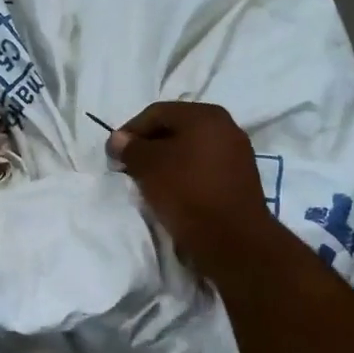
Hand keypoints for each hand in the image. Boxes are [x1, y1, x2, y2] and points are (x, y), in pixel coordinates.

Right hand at [108, 102, 273, 272]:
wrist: (232, 240)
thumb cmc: (186, 192)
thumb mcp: (148, 167)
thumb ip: (130, 148)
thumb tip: (118, 139)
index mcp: (205, 115)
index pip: (157, 113)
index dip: (130, 131)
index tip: (113, 154)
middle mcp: (226, 127)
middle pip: (176, 129)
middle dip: (149, 146)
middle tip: (129, 167)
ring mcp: (237, 154)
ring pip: (190, 150)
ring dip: (166, 162)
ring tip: (147, 182)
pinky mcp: (240, 179)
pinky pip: (204, 168)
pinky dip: (184, 175)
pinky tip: (172, 192)